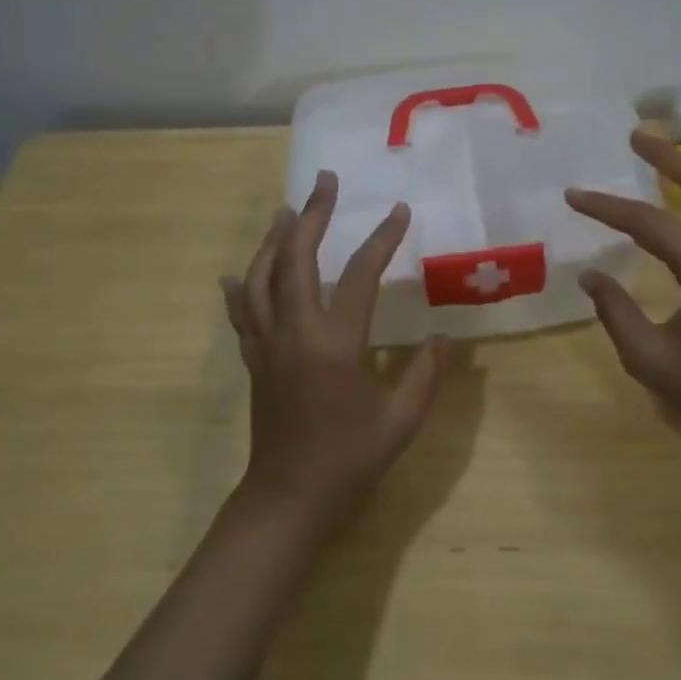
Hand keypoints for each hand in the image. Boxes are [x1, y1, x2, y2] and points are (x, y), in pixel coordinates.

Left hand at [222, 170, 444, 528]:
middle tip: (324, 182)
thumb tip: (444, 337)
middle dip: (312, 215)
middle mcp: (295, 332)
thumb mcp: (402, 419)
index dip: (382, 240)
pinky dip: (241, 288)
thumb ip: (425, 374)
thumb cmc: (350, 458)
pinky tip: (236, 274)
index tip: (399, 211)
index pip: (359, 276)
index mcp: (335, 343)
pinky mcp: (254, 359)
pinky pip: (242, 313)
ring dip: (274, 240)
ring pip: (261, 277)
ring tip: (286, 211)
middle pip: (296, 259)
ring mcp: (268, 344)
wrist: (290, 497)